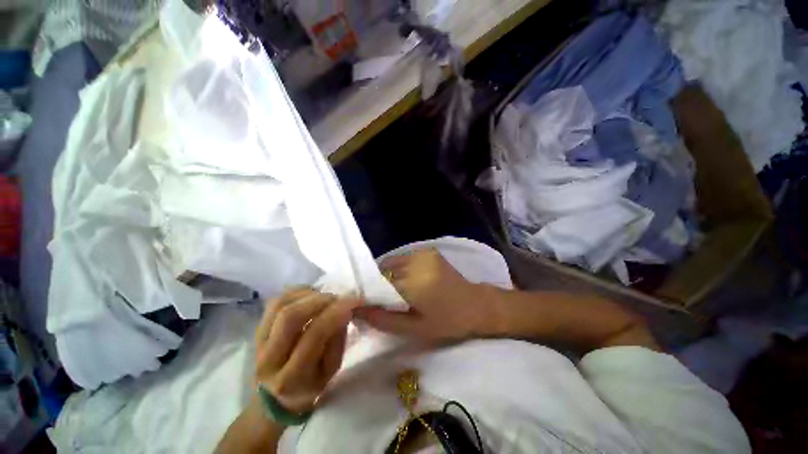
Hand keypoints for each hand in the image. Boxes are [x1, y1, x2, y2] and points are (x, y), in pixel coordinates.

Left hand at [254, 288, 359, 413]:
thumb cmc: (309, 386)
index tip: (353, 301)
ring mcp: (258, 341)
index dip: (336, 312)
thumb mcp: (331, 371)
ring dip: (308, 294)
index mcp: (292, 377)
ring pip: (280, 304)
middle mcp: (269, 358)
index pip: (314, 335)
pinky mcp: (256, 329)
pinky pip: (275, 301)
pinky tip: (310, 296)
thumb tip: (344, 309)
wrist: (273, 399)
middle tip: (338, 298)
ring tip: (324, 296)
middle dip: (321, 300)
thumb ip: (338, 340)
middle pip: (291, 316)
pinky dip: (297, 292)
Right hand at [355, 249, 496, 341]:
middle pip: (384, 268)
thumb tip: (357, 311)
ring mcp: (424, 253)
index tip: (368, 302)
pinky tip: (408, 280)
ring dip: (389, 274)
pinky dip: (400, 268)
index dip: (370, 291)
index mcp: (414, 282)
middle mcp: (417, 261)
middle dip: (379, 282)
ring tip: (397, 290)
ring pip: (393, 261)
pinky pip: (404, 258)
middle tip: (384, 299)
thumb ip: (383, 320)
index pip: (378, 281)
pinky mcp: (429, 251)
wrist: (476, 305)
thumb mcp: (414, 329)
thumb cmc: (447, 322)